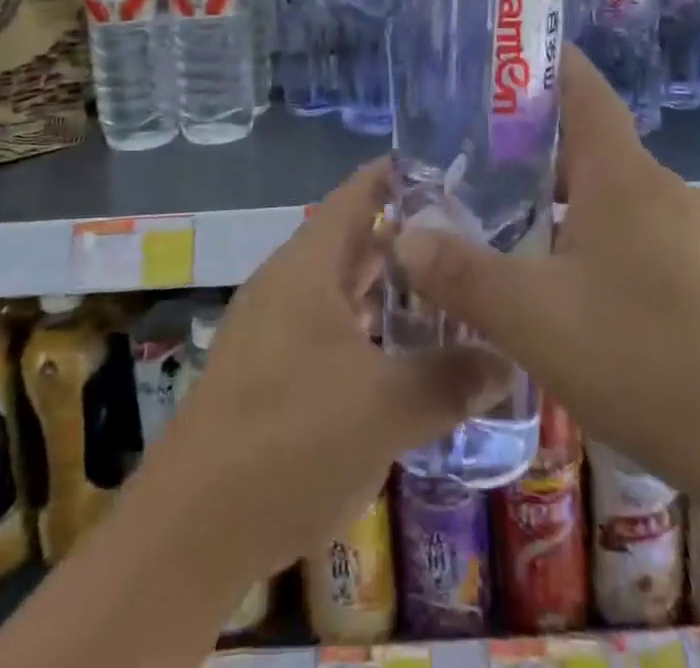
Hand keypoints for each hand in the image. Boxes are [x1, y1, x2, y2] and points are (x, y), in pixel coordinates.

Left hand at [145, 160, 507, 581]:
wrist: (191, 529)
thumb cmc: (292, 440)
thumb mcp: (386, 407)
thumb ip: (450, 377)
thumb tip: (507, 359)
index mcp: (308, 267)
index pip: (356, 195)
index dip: (397, 175)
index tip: (448, 169)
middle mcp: (287, 284)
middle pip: (351, 241)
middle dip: (406, 238)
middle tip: (467, 239)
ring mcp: (272, 327)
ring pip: (339, 289)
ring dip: (387, 290)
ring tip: (445, 293)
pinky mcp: (267, 370)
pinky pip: (327, 328)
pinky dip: (366, 329)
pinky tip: (400, 356)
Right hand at [393, 47, 699, 513]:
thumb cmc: (644, 357)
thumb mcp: (531, 316)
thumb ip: (459, 273)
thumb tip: (402, 236)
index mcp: (621, 173)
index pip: (582, 86)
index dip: (543, 61)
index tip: (497, 58)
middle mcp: (660, 188)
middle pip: (591, 141)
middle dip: (532, 142)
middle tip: (474, 156)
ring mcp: (692, 234)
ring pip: (612, 193)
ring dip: (562, 196)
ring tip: (510, 221)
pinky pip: (636, 234)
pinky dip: (593, 237)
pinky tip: (568, 288)